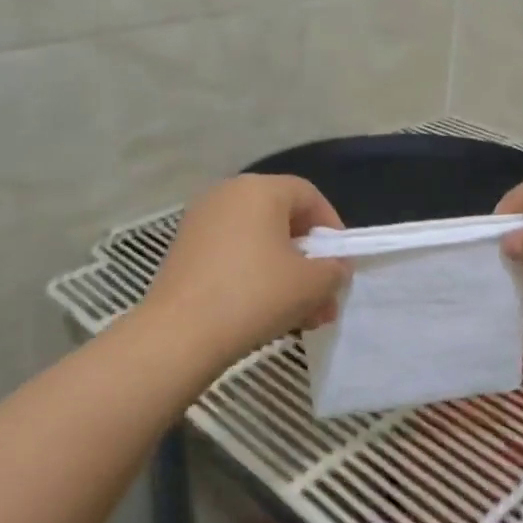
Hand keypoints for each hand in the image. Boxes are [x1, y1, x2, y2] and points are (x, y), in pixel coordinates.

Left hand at [141, 174, 349, 365]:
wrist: (180, 333)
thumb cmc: (255, 295)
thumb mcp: (312, 284)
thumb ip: (335, 269)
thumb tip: (334, 268)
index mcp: (259, 189)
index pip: (308, 195)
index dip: (332, 228)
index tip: (341, 263)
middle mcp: (227, 195)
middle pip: (282, 222)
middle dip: (310, 262)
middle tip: (325, 298)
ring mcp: (201, 223)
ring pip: (259, 245)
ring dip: (287, 277)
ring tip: (304, 317)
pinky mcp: (184, 252)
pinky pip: (233, 257)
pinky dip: (256, 279)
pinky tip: (269, 316)